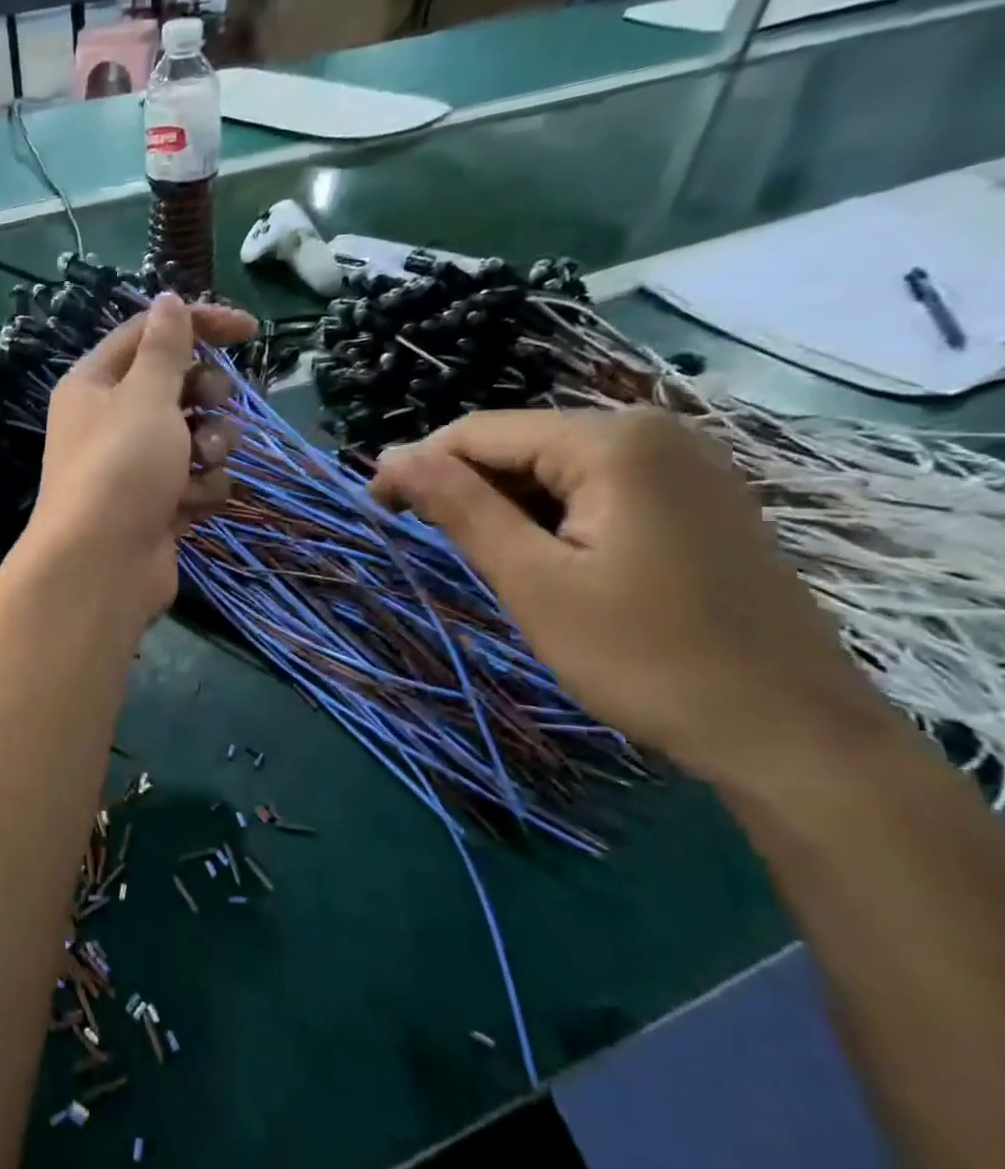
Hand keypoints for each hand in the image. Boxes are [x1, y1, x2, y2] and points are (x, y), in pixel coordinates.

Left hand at [24, 293, 257, 626]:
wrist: (101, 566)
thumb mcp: (146, 395)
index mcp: (96, 384)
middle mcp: (111, 421)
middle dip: (206, 397)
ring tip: (200, 464)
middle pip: (177, 387)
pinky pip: (195, 482)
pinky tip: (188, 506)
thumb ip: (164, 347)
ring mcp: (134, 467)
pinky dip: (199, 490)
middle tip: (210, 407)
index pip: (149, 334)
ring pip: (196, 437)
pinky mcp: (156, 506)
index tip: (250, 331)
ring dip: (210, 448)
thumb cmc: (120, 467)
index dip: (198, 325)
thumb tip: (168, 300)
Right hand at [371, 407, 888, 783]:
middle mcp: (653, 432)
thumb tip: (391, 457)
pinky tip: (545, 562)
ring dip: (504, 507)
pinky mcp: (696, 500)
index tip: (376, 510)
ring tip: (486, 562)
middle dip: (464, 489)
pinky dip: (550, 517)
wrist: (793, 736)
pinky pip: (595, 489)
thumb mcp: (533, 582)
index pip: (480, 432)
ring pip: (554, 468)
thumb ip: (460, 508)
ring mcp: (684, 465)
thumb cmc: (647, 657)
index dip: (417, 466)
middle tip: (431, 547)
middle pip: (519, 444)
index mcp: (613, 441)